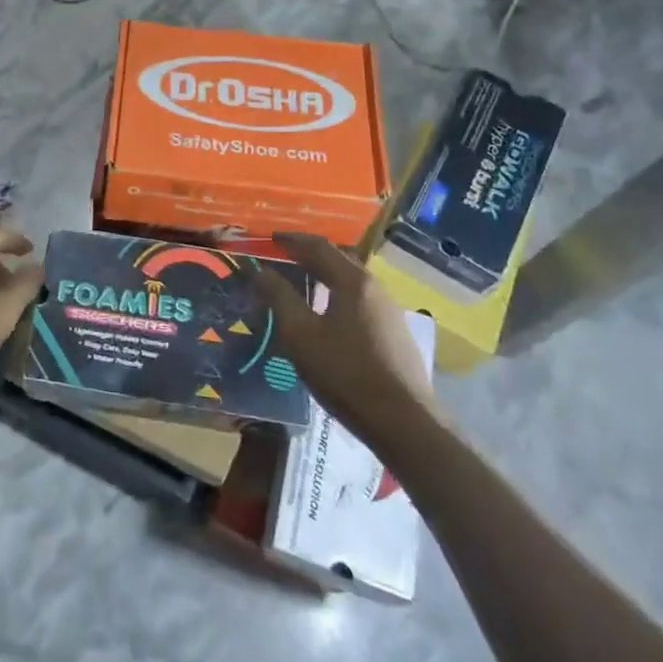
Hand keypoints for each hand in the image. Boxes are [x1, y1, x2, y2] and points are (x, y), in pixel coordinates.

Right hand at [254, 231, 441, 445]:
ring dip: (325, 275)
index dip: (291, 240)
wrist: (405, 423)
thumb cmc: (346, 373)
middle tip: (284, 256)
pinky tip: (327, 314)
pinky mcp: (393, 334)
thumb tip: (257, 269)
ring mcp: (388, 311)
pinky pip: (359, 300)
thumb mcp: (300, 334)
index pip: (317, 246)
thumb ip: (278, 297)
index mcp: (352, 281)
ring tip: (302, 282)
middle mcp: (374, 288)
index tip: (269, 238)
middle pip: (338, 259)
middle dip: (309, 254)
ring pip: (351, 281)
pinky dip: (337, 294)